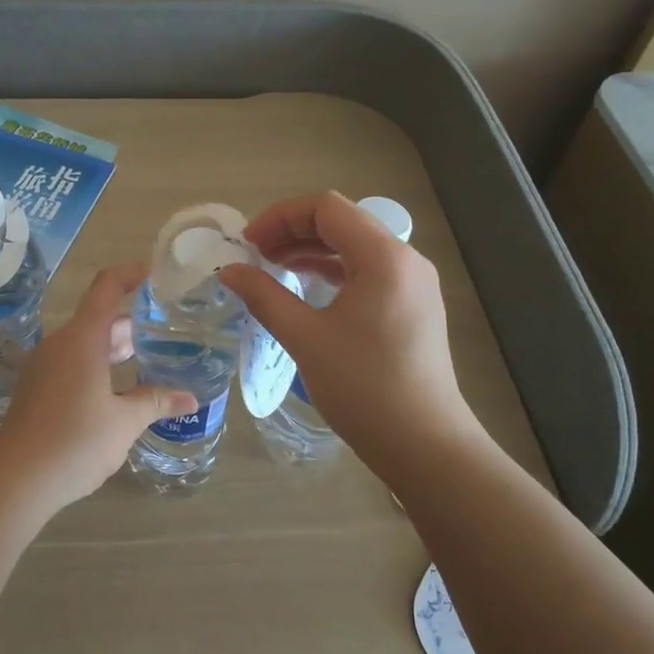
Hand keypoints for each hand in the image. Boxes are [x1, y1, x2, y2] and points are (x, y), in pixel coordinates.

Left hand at [0, 263, 197, 511]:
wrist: (17, 479)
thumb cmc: (75, 441)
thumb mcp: (124, 422)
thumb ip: (156, 402)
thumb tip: (190, 398)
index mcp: (82, 339)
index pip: (106, 287)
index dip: (131, 273)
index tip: (155, 271)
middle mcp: (60, 344)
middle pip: (99, 318)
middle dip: (133, 322)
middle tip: (168, 328)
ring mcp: (44, 365)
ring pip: (85, 343)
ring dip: (115, 347)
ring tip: (150, 357)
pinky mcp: (36, 387)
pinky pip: (72, 362)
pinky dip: (98, 364)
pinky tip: (118, 389)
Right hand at [219, 193, 484, 470]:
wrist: (424, 445)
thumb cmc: (363, 388)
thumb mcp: (305, 338)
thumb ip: (264, 296)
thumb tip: (229, 271)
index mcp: (384, 257)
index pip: (326, 208)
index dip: (280, 217)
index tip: (248, 244)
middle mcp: (405, 260)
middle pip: (342, 222)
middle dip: (293, 231)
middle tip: (255, 255)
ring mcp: (413, 284)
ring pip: (355, 247)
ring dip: (311, 250)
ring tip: (272, 268)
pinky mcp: (413, 306)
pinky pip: (367, 271)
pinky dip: (333, 271)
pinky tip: (305, 288)